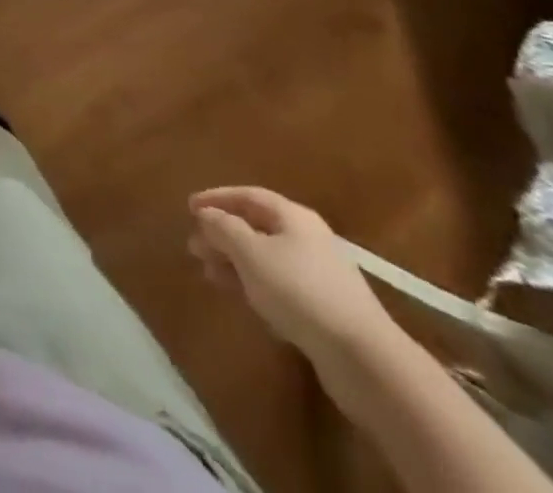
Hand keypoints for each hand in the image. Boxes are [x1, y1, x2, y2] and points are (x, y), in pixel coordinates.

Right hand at [188, 186, 395, 361]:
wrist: (363, 358)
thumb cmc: (299, 291)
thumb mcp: (251, 253)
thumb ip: (224, 228)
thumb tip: (207, 214)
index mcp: (293, 216)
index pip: (248, 195)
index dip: (217, 198)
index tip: (189, 207)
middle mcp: (307, 238)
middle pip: (256, 227)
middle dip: (222, 234)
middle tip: (194, 245)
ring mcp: (318, 274)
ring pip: (265, 258)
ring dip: (234, 262)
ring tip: (208, 273)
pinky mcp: (323, 308)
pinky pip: (278, 284)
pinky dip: (254, 284)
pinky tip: (240, 297)